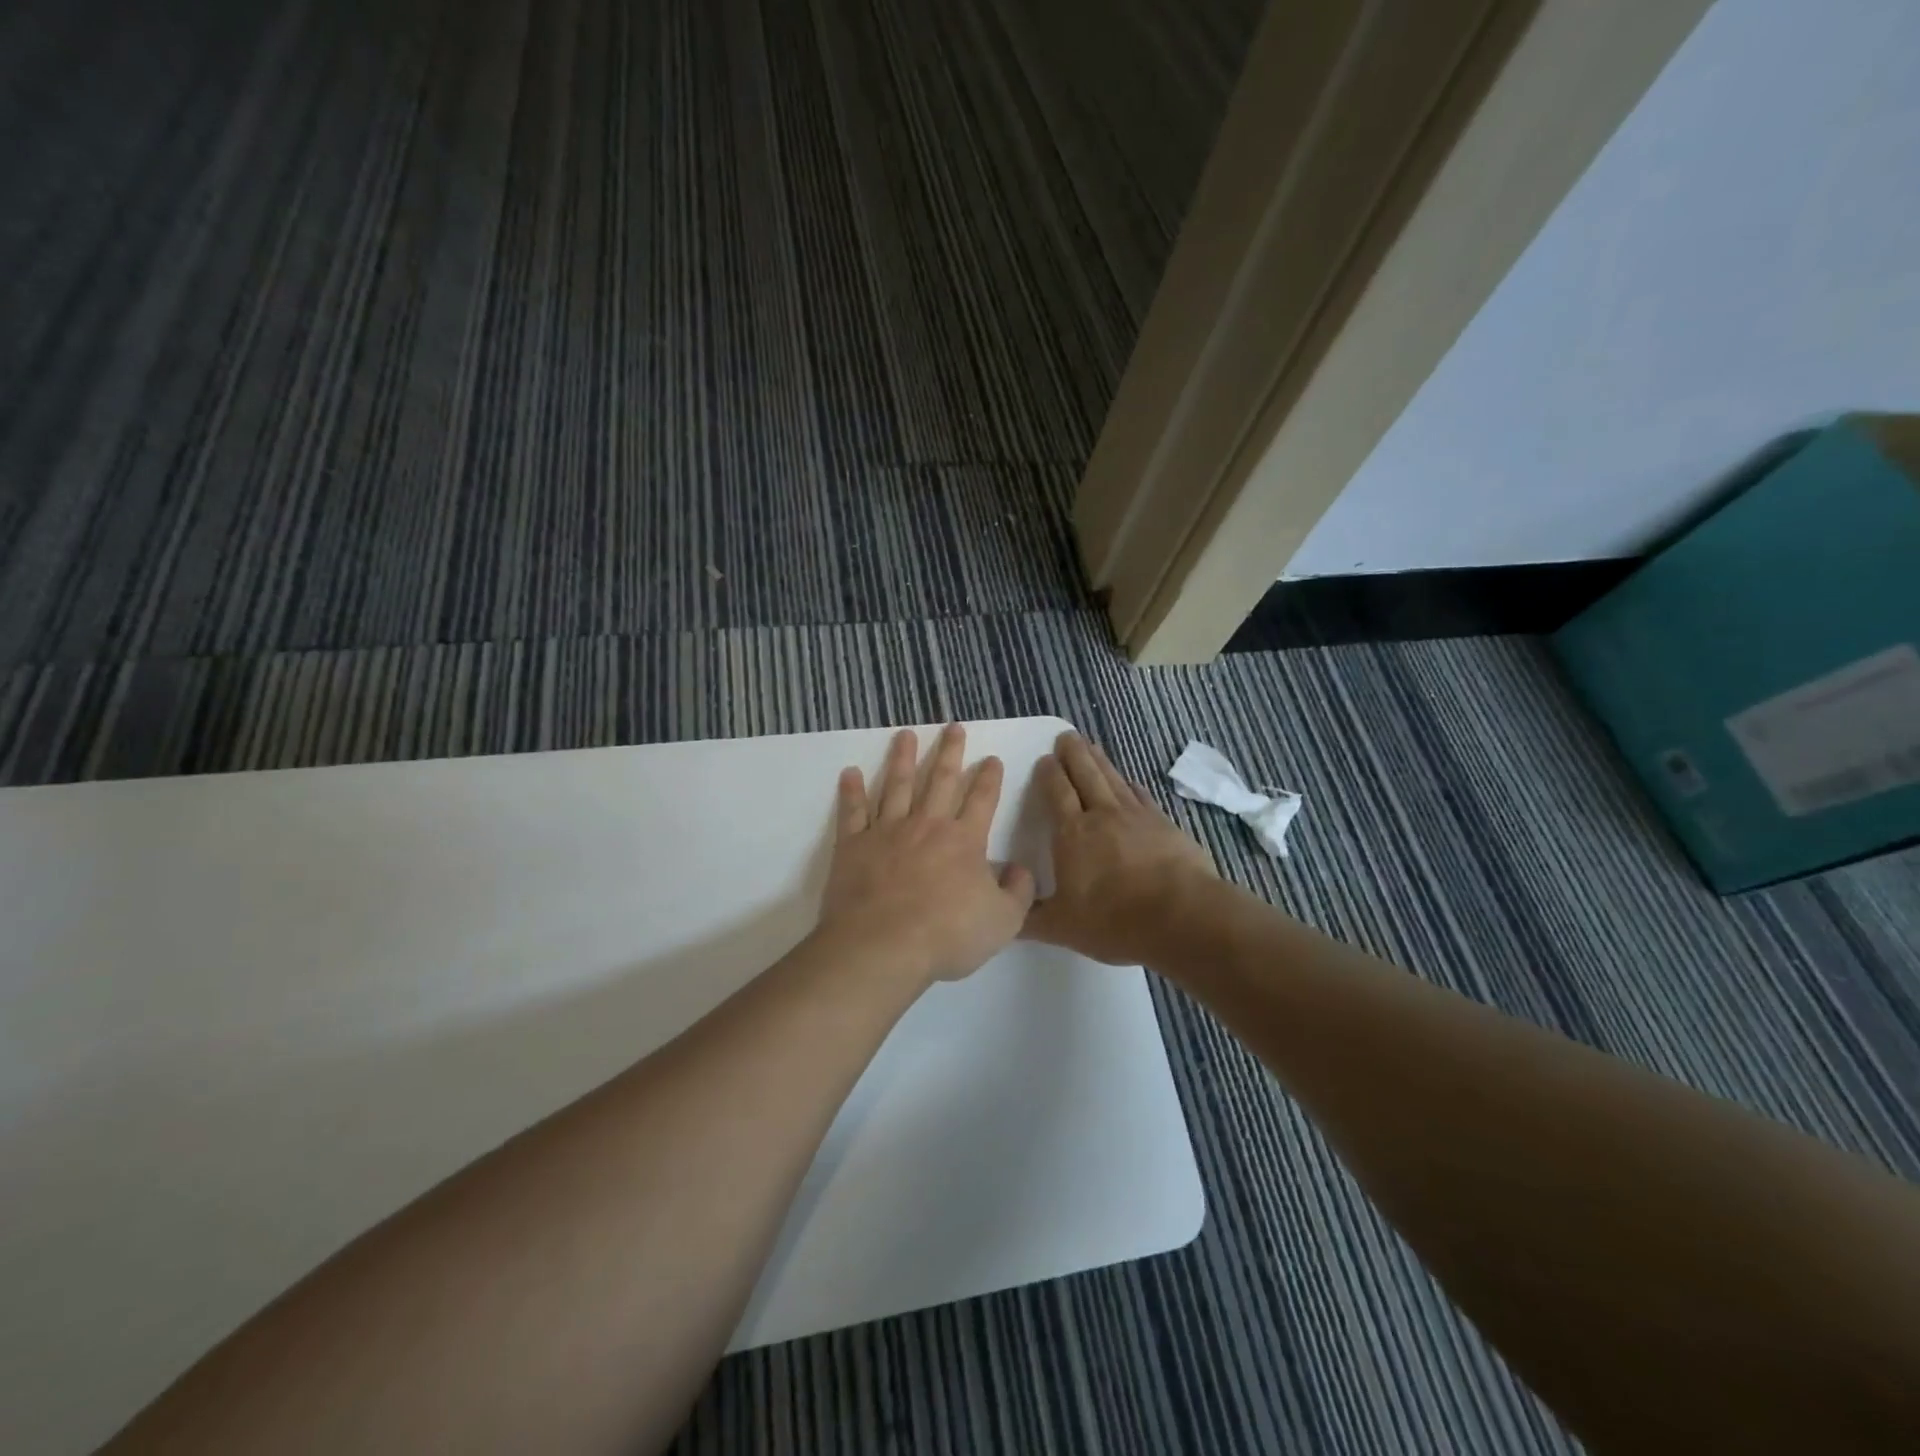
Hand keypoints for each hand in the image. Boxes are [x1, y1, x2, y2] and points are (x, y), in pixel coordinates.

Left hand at [818, 724, 1036, 985]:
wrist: (884, 945)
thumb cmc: (947, 935)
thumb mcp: (1003, 922)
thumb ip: (1018, 892)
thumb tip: (1020, 869)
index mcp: (965, 840)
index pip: (982, 799)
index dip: (989, 778)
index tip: (991, 758)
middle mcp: (927, 825)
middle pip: (941, 780)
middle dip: (950, 752)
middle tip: (953, 727)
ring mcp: (887, 831)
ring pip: (897, 785)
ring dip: (903, 758)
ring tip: (905, 734)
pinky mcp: (854, 845)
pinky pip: (853, 812)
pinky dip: (851, 791)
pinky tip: (850, 773)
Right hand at [1023, 732, 1217, 964]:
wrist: (1181, 916)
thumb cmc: (1113, 920)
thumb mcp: (1061, 927)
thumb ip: (1029, 919)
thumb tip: (1003, 916)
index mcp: (1072, 834)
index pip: (1057, 793)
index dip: (1050, 774)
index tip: (1045, 759)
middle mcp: (1102, 816)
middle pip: (1085, 775)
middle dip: (1074, 754)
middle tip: (1067, 736)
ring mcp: (1137, 817)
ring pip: (1114, 779)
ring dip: (1101, 761)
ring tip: (1092, 745)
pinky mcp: (1165, 825)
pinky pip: (1143, 797)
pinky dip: (1132, 786)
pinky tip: (1131, 782)